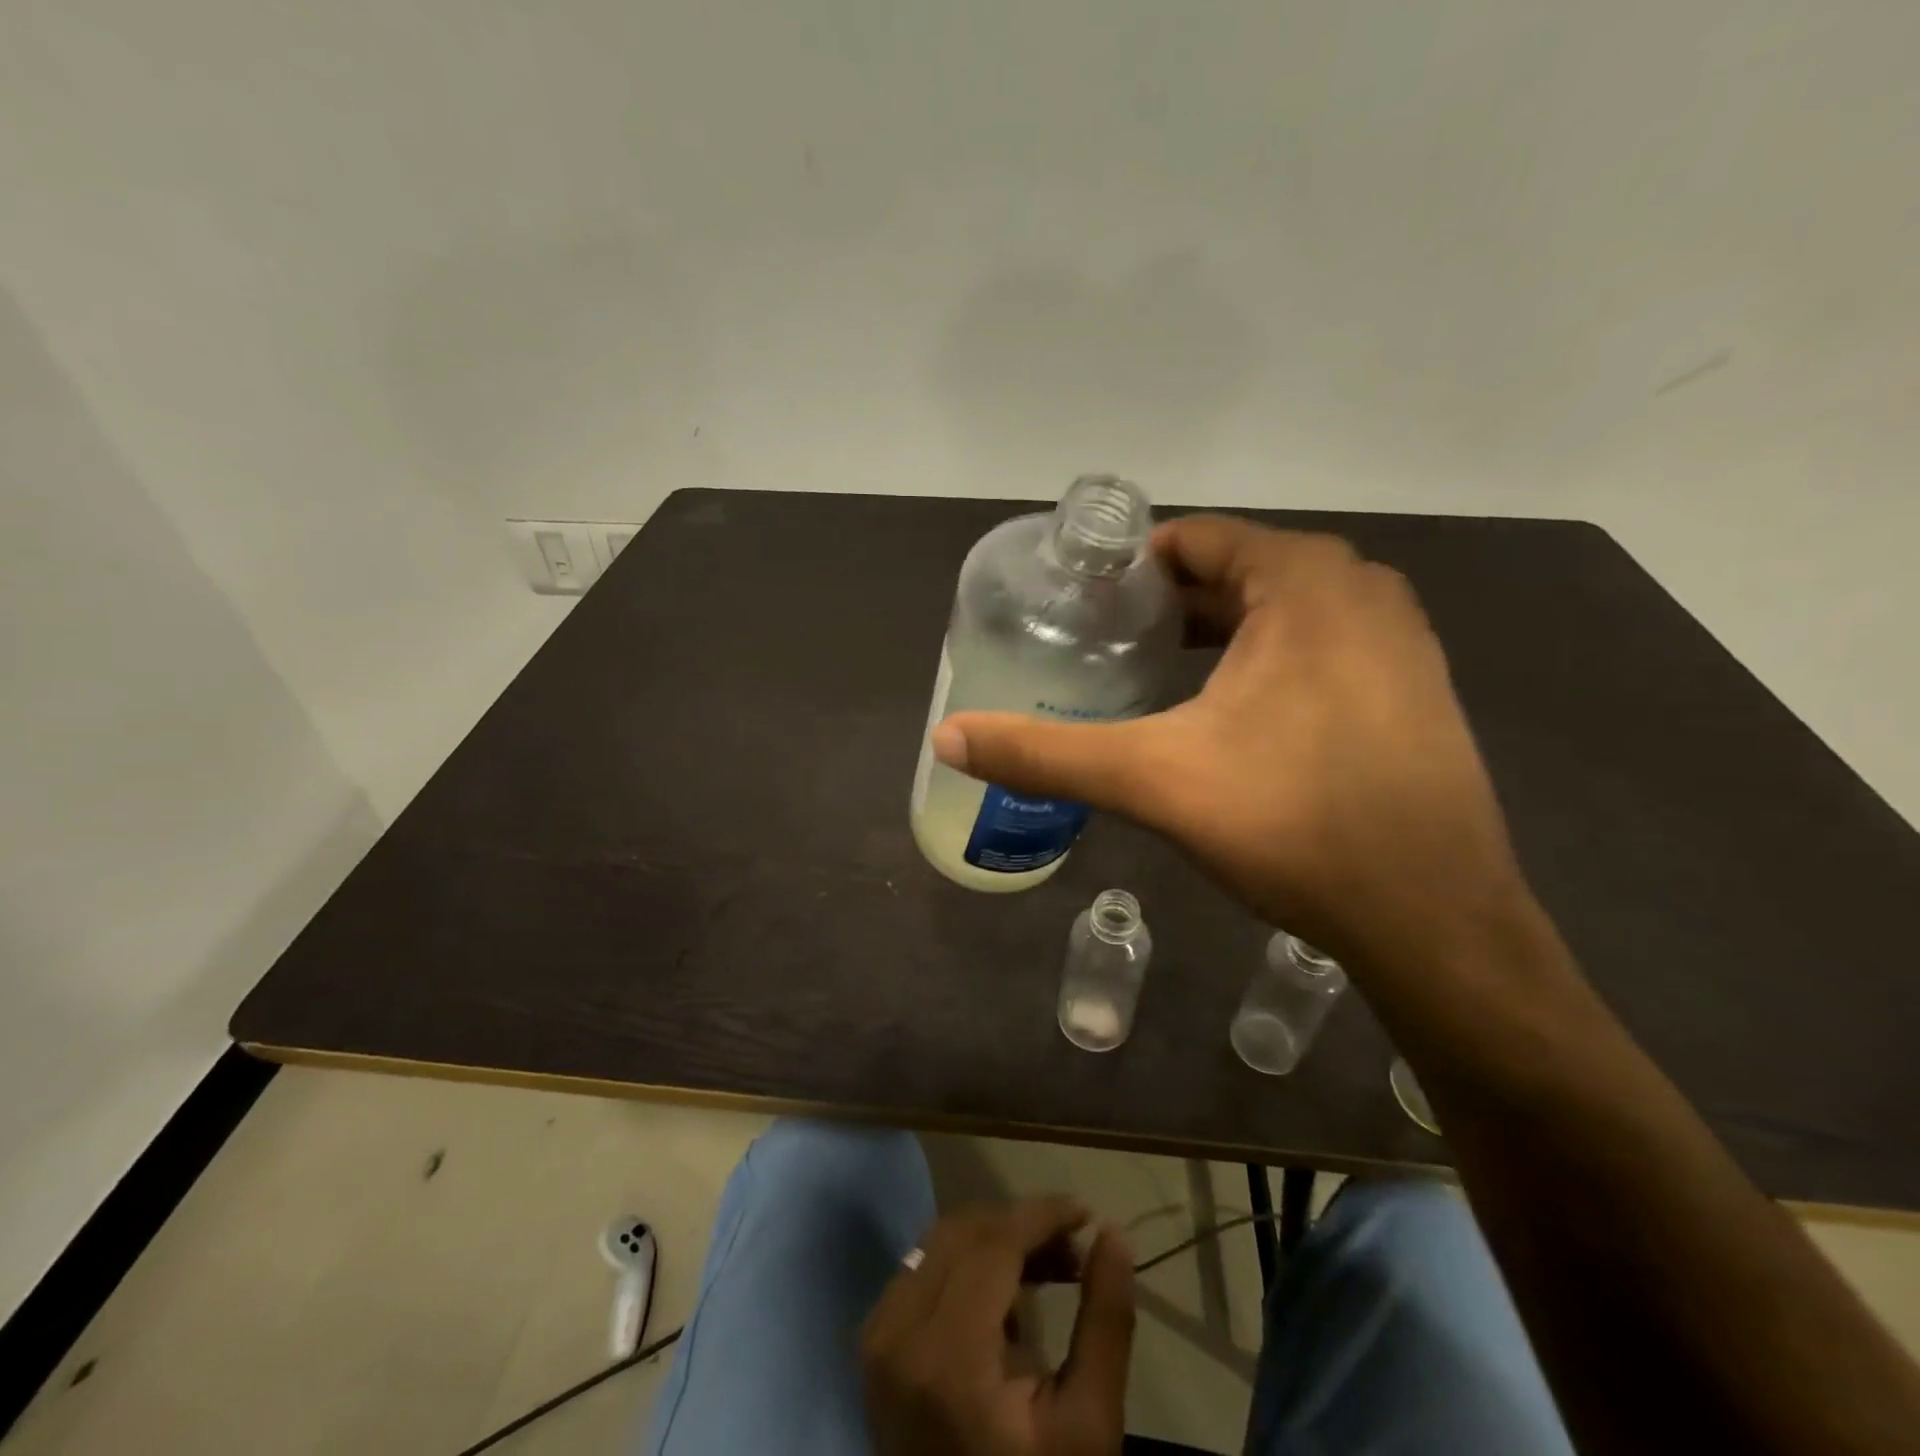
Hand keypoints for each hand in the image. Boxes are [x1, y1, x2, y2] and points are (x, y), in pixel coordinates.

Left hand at [861, 1199, 1134, 1455]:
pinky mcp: (874, 1343)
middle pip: (965, 1233)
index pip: (994, 1243)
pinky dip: (966, 1263)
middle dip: (1022, 1227)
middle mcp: (898, 1333)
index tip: (1086, 1213)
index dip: (1042, 1216)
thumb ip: (1105, 1322)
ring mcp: (877, 1337)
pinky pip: (923, 1268)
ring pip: (941, 1242)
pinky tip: (1006, 1297)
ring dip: (995, 1240)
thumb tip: (1114, 1233)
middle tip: (1074, 1250)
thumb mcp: (1089, 1424)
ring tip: (1049, 1270)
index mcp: (948, 1358)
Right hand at [930, 514, 1532, 987]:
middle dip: (1164, 608)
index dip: (1126, 573)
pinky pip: (1316, 649)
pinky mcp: (1412, 689)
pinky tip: (1224, 716)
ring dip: (1212, 636)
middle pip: (1233, 575)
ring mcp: (1398, 640)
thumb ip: (1045, 753)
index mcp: (1305, 581)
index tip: (1077, 611)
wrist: (1432, 919)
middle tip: (1100, 650)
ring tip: (1148, 678)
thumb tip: (947, 736)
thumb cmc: (1292, 824)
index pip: (1193, 541)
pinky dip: (1262, 664)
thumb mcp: (1153, 779)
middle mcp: (1361, 591)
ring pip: (1277, 615)